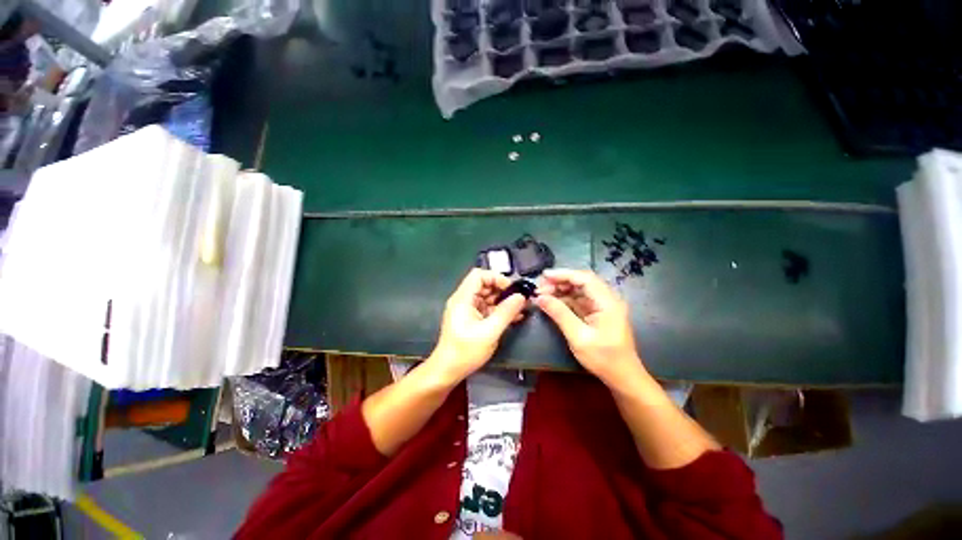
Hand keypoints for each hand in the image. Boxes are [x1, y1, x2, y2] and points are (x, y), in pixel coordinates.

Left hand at [428, 269, 526, 383]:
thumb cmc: (466, 351)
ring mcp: (467, 309)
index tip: (511, 289)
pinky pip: (486, 308)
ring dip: (503, 301)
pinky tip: (514, 317)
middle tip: (520, 299)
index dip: (496, 278)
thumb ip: (506, 312)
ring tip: (521, 309)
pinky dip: (499, 311)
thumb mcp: (490, 332)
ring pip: (487, 297)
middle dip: (503, 290)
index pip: (479, 275)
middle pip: (484, 285)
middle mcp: (463, 300)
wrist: (448, 371)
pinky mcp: (471, 319)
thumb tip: (521, 297)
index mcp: (463, 298)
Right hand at [535, 269, 644, 386]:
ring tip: (543, 294)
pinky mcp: (598, 313)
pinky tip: (552, 302)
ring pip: (579, 290)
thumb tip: (540, 298)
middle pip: (582, 281)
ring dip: (561, 290)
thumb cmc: (603, 358)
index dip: (563, 274)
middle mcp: (607, 299)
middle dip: (560, 282)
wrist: (622, 377)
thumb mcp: (578, 337)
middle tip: (540, 288)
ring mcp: (603, 305)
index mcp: (607, 301)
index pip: (584, 278)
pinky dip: (565, 299)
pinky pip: (580, 300)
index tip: (543, 276)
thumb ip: (559, 314)